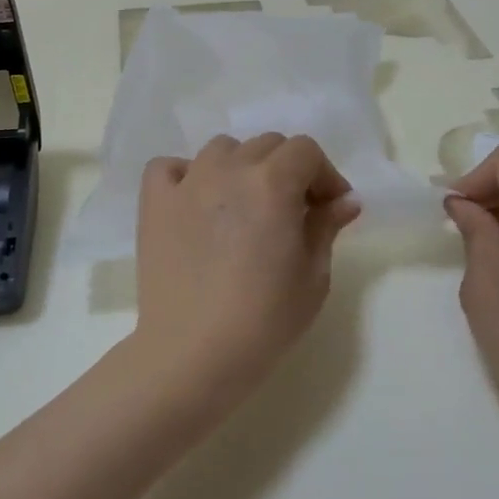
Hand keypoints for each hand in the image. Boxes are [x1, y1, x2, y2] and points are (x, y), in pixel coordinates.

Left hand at [133, 134, 362, 414]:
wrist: (193, 353)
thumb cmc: (264, 321)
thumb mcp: (313, 277)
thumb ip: (326, 227)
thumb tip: (345, 200)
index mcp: (272, 184)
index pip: (306, 150)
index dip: (324, 175)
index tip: (330, 208)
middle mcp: (228, 170)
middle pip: (266, 145)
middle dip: (288, 170)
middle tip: (294, 211)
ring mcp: (186, 183)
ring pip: (222, 149)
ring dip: (241, 167)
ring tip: (245, 205)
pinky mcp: (154, 204)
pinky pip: (169, 167)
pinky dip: (186, 174)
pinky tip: (196, 201)